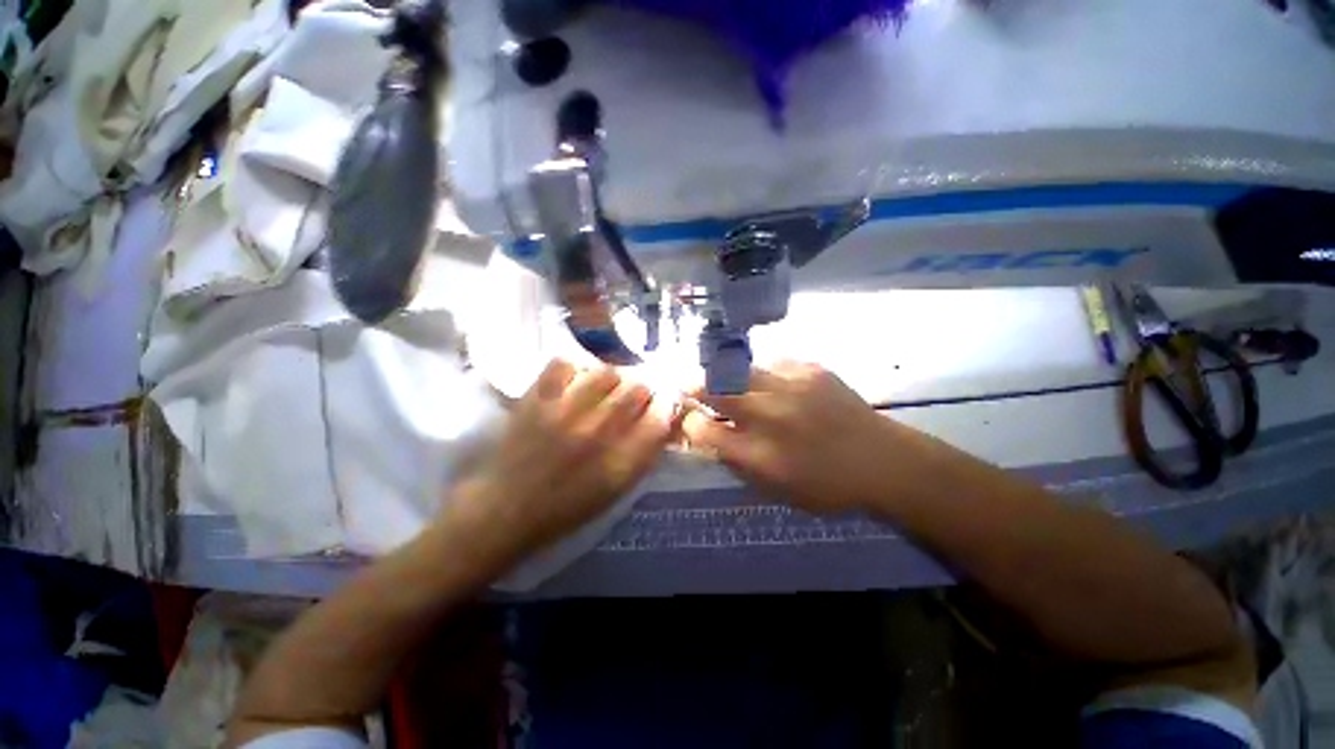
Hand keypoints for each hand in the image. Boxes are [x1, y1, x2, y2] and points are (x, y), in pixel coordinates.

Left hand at [448, 359, 675, 556]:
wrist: (506, 510)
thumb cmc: (567, 506)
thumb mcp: (617, 489)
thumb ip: (645, 452)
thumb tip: (665, 417)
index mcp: (622, 462)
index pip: (661, 416)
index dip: (667, 404)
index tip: (662, 403)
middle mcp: (598, 433)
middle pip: (638, 387)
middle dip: (642, 390)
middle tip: (632, 397)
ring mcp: (565, 413)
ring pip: (606, 372)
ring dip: (612, 379)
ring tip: (603, 390)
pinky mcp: (536, 400)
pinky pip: (564, 364)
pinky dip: (573, 369)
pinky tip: (573, 384)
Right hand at [682, 361, 909, 514]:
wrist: (883, 461)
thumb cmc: (827, 486)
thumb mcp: (775, 488)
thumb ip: (737, 461)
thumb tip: (709, 435)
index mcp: (758, 454)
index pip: (704, 429)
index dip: (688, 420)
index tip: (688, 417)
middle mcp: (769, 417)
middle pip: (714, 389)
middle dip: (694, 386)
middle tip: (689, 386)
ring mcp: (790, 388)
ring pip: (738, 368)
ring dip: (723, 373)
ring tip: (723, 378)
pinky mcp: (810, 369)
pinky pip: (771, 362)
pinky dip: (762, 372)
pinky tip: (769, 380)